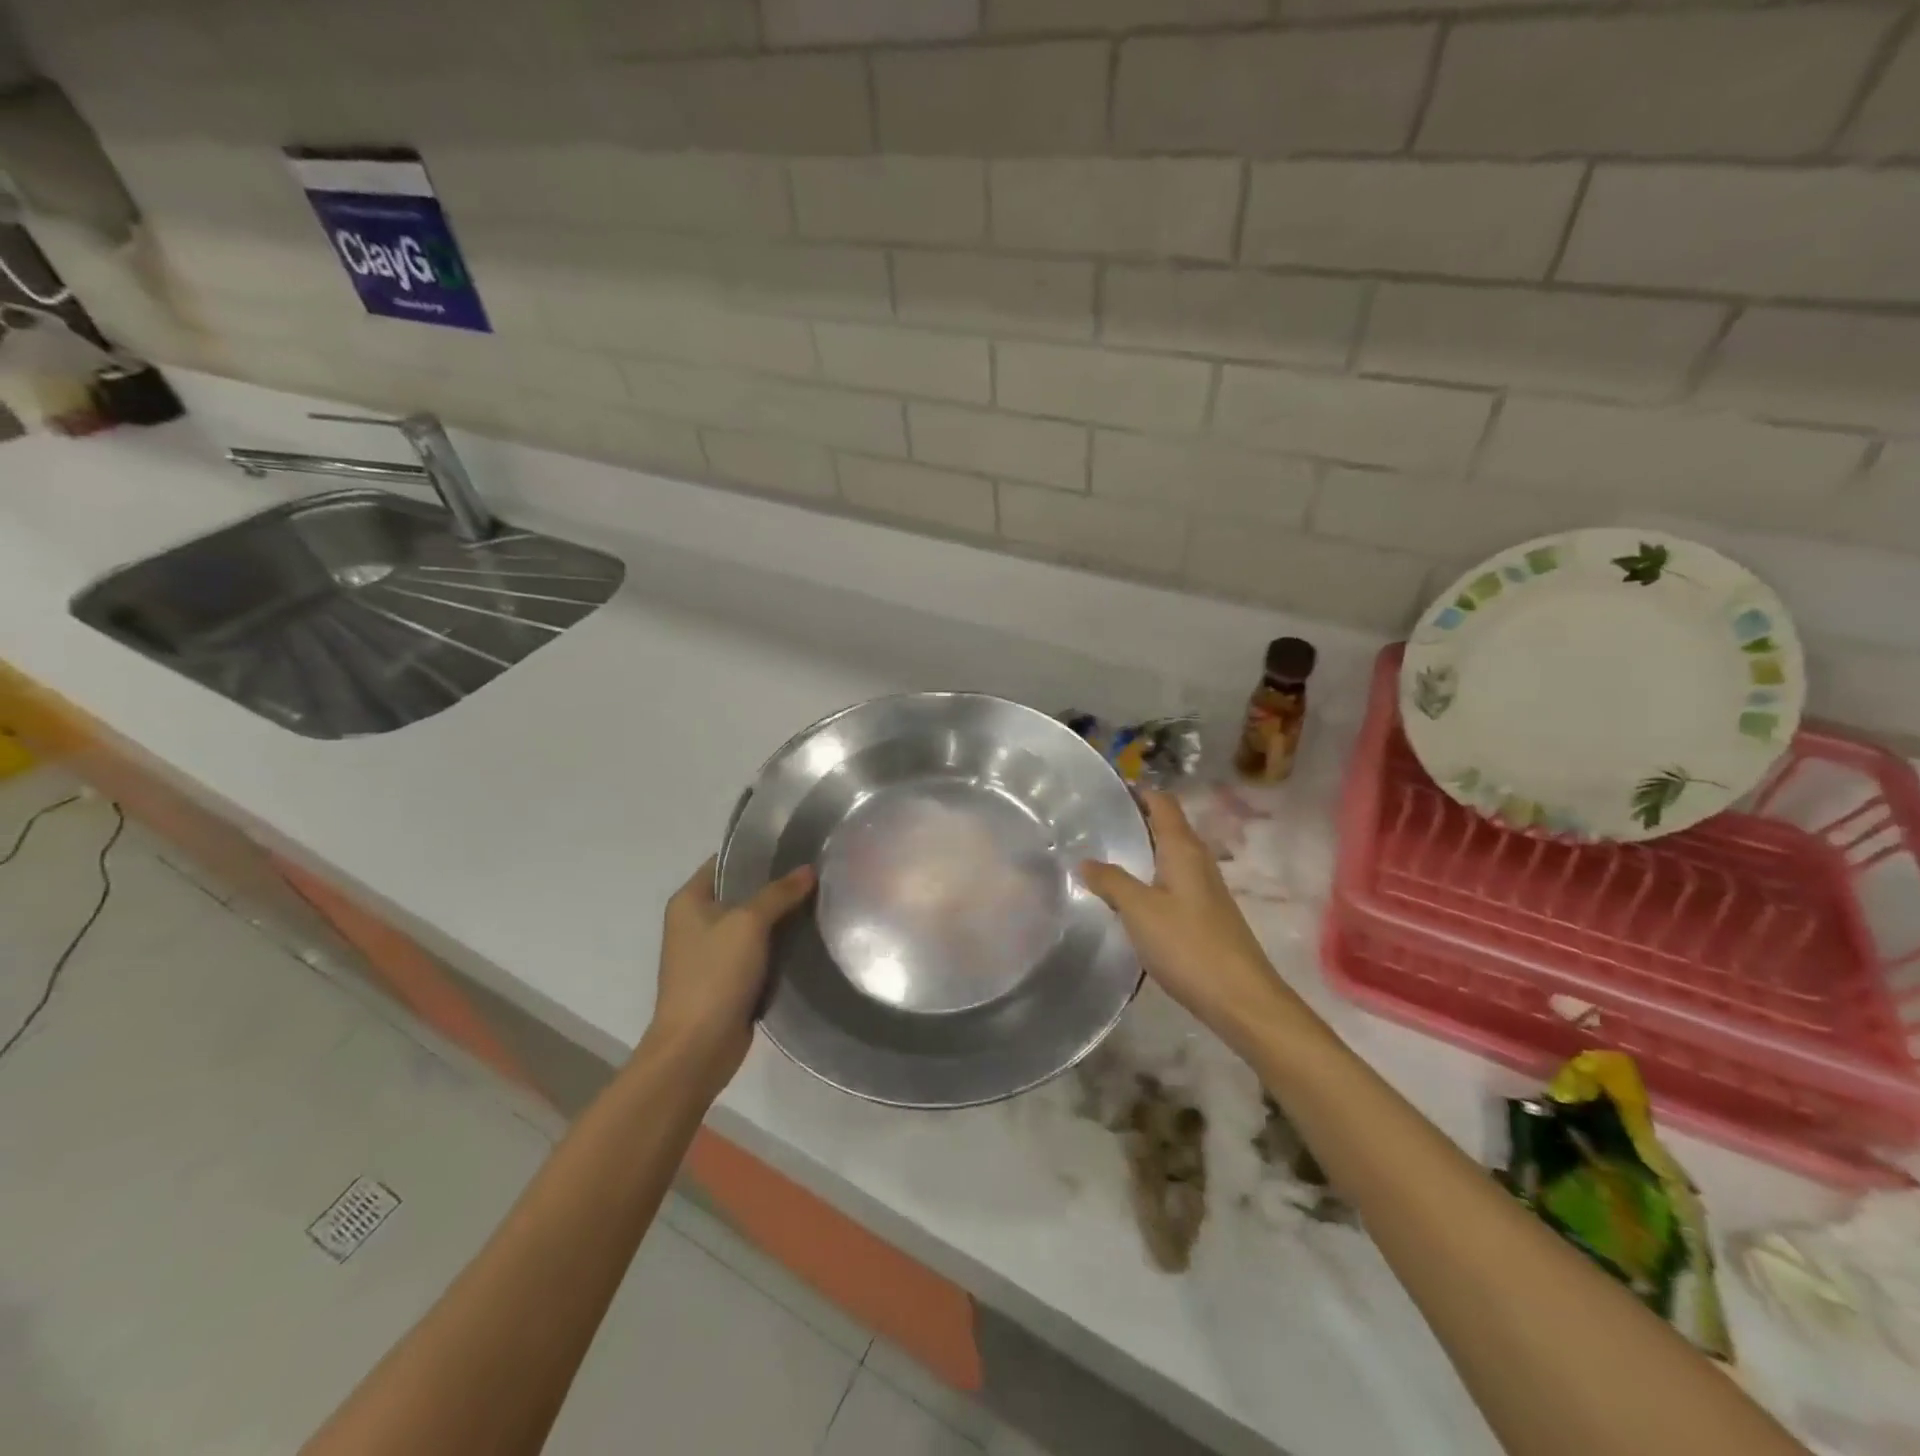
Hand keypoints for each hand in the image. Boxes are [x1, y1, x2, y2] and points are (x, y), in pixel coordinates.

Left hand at [644, 857, 815, 1087]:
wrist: (697, 1047)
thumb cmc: (714, 975)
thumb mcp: (748, 924)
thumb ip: (778, 893)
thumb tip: (808, 869)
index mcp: (690, 900)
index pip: (725, 862)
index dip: (757, 852)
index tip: (796, 845)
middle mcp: (697, 922)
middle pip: (742, 892)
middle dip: (776, 884)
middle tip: (817, 872)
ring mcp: (712, 952)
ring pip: (753, 924)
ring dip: (781, 917)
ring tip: (821, 899)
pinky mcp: (729, 979)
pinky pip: (759, 951)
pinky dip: (779, 946)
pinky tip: (810, 937)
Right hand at [1078, 790, 1299, 1058]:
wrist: (1241, 998)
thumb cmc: (1188, 945)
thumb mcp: (1139, 910)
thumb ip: (1111, 881)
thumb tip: (1084, 861)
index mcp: (1183, 849)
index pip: (1162, 802)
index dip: (1136, 791)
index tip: (1103, 789)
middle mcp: (1197, 860)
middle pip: (1165, 825)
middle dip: (1133, 819)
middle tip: (1091, 822)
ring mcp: (1203, 888)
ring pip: (1167, 855)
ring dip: (1139, 850)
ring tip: (1100, 854)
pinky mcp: (1204, 913)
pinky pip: (1170, 880)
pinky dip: (1147, 877)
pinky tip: (1126, 895)